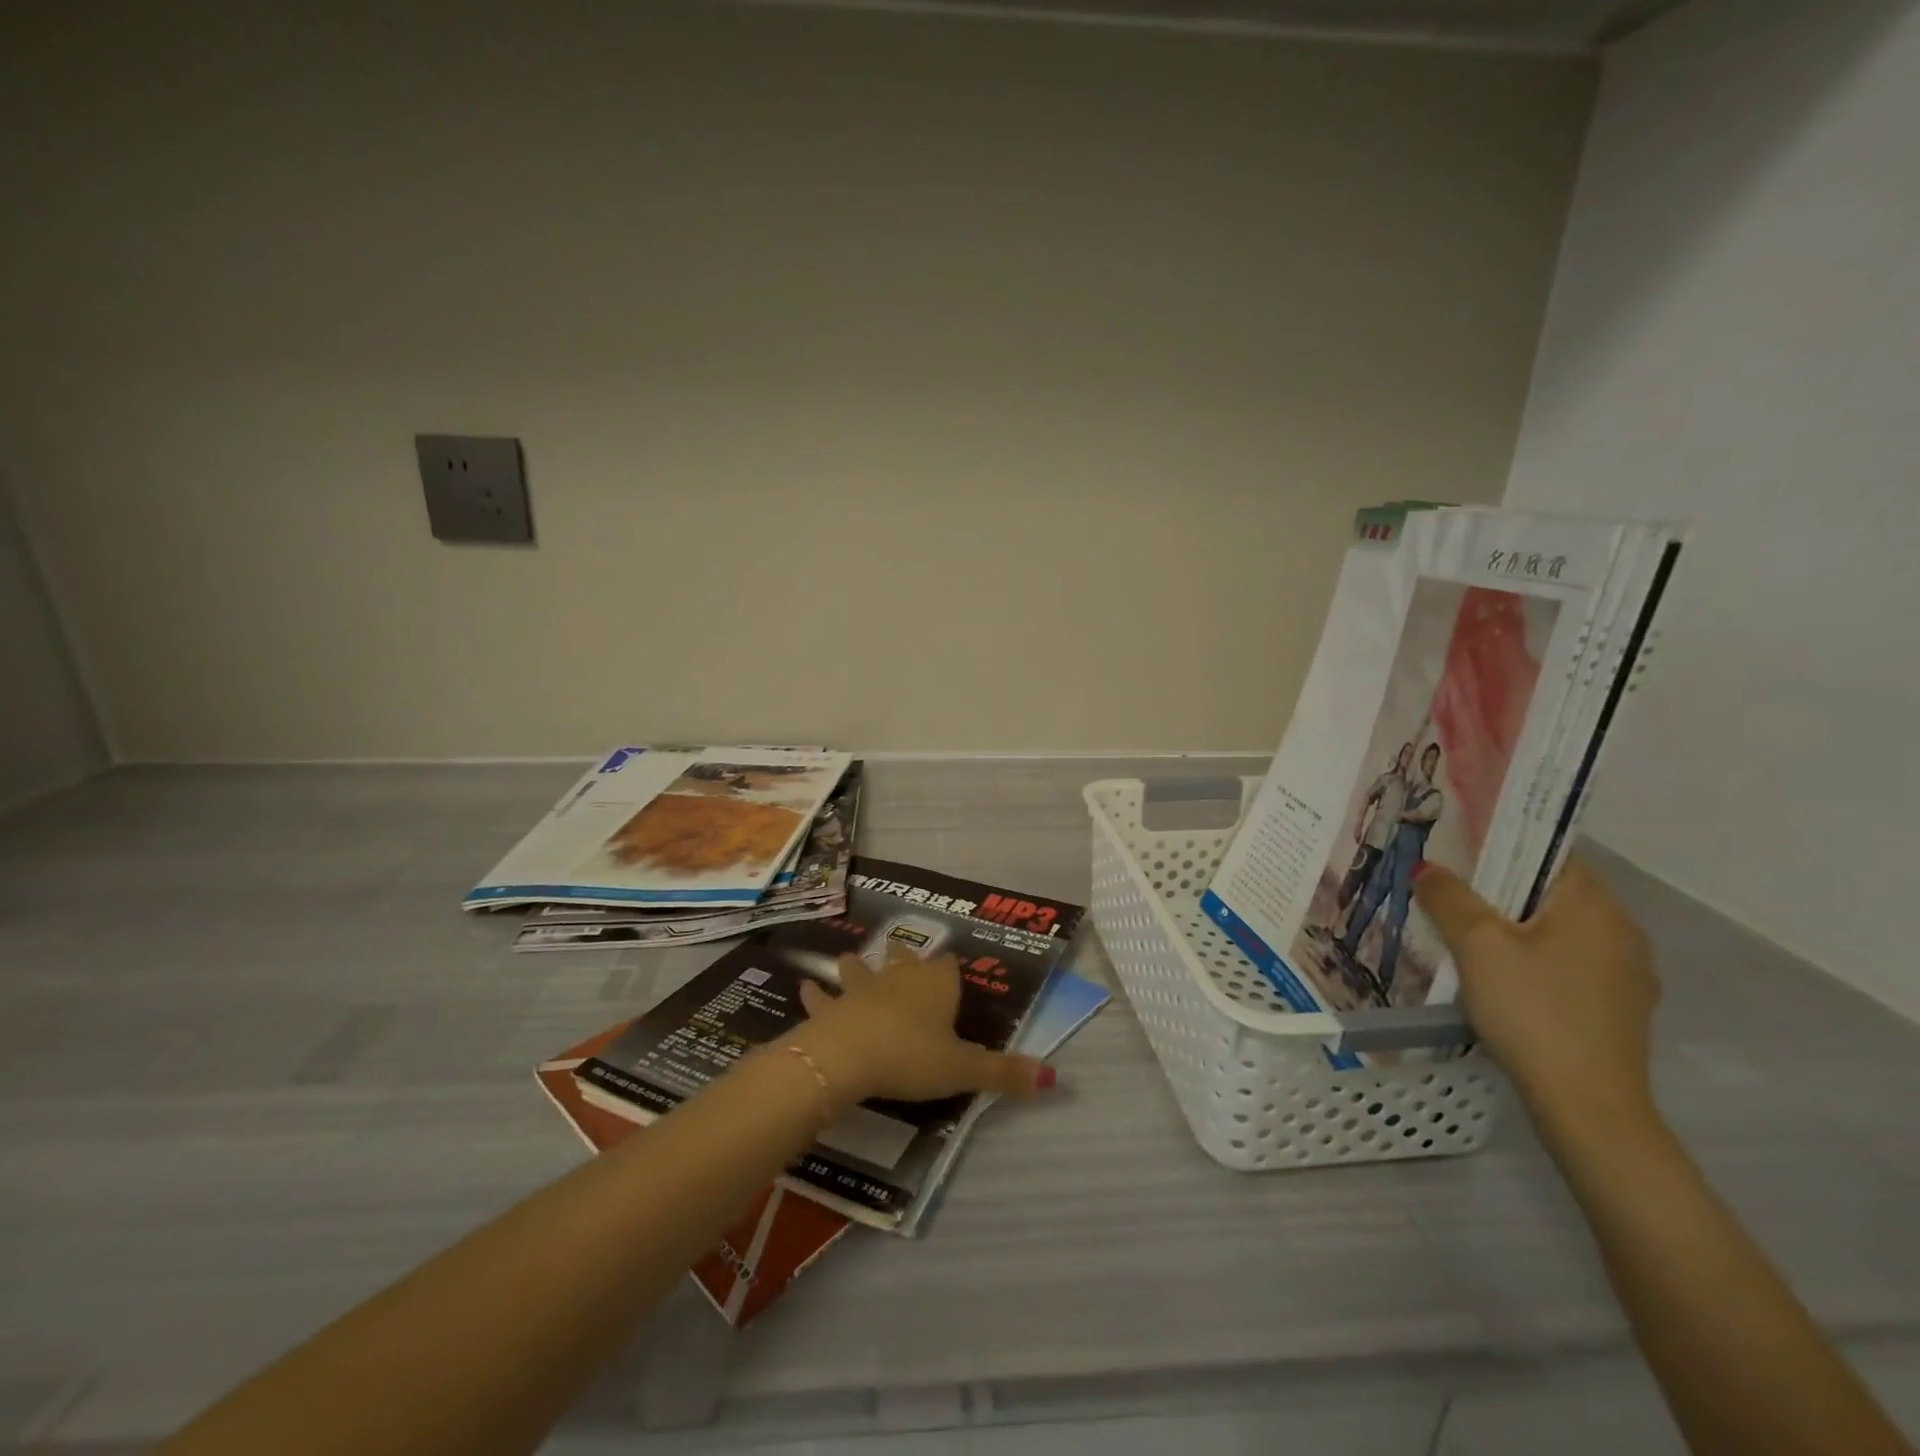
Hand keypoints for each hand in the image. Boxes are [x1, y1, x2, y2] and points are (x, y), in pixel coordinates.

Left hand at [786, 947, 1052, 1107]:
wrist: (848, 1056)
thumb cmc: (911, 1057)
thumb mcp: (963, 1070)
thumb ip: (1005, 1073)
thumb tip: (1054, 1078)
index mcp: (936, 985)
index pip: (949, 967)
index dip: (952, 971)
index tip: (954, 972)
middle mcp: (900, 977)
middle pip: (905, 959)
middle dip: (905, 958)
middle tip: (902, 953)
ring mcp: (862, 987)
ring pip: (860, 969)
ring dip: (856, 966)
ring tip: (849, 959)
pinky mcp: (832, 1006)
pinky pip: (822, 996)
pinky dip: (814, 993)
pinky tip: (804, 987)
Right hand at [1415, 858, 1658, 1139]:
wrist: (1586, 1106)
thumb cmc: (1532, 1009)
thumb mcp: (1477, 945)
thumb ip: (1449, 897)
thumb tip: (1428, 868)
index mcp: (1596, 905)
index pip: (1548, 852)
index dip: (1499, 844)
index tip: (1454, 849)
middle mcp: (1622, 932)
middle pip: (1550, 892)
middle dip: (1498, 889)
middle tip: (1446, 890)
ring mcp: (1626, 975)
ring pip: (1557, 931)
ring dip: (1514, 927)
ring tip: (1463, 933)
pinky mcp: (1617, 1009)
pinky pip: (1566, 964)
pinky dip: (1532, 959)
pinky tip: (1499, 978)